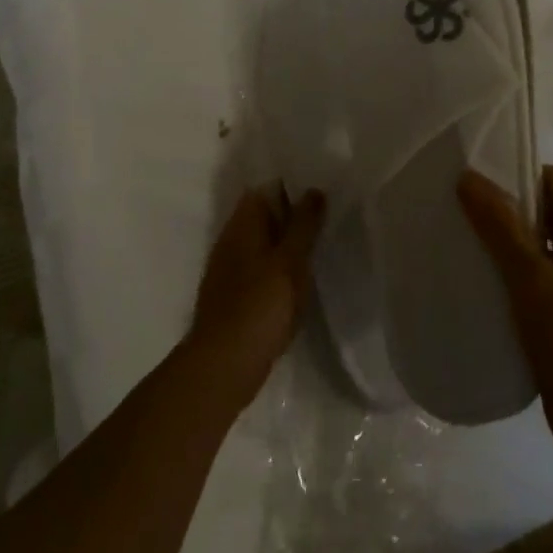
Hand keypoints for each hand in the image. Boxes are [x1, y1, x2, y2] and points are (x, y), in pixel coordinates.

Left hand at [188, 186, 326, 406]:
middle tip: (327, 216)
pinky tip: (299, 282)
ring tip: (319, 247)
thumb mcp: (290, 260)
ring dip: (286, 246)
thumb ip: (303, 224)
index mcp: (242, 226)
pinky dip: (279, 271)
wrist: (225, 365)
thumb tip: (314, 190)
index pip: (263, 190)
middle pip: (263, 218)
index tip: (318, 189)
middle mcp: (231, 242)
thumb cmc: (261, 305)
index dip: (289, 187)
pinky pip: (261, 272)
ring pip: (263, 246)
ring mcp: (229, 272)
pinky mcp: (234, 299)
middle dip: (291, 216)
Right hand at [459, 165, 552, 466]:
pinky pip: (538, 270)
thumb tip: (468, 176)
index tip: (476, 186)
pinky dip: (512, 268)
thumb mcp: (530, 277)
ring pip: (539, 240)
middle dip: (505, 206)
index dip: (517, 173)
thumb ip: (500, 225)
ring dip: (505, 239)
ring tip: (464, 244)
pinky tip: (482, 281)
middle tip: (461, 212)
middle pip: (545, 206)